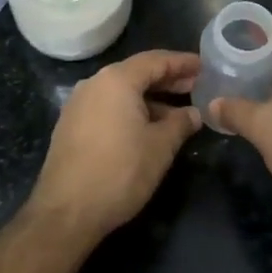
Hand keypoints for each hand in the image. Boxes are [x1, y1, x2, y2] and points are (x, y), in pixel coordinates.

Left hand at [30, 50, 200, 238]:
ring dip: (150, 99)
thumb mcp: (160, 147)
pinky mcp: (71, 125)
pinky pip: (107, 107)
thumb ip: (180, 124)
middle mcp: (94, 83)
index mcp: (116, 80)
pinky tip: (147, 128)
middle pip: (137, 73)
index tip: (204, 66)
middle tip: (196, 87)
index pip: (155, 60)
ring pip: (121, 92)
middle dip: (167, 80)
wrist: (66, 212)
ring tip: (177, 113)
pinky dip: (130, 110)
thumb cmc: (120, 172)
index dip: (182, 63)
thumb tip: (194, 113)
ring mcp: (78, 104)